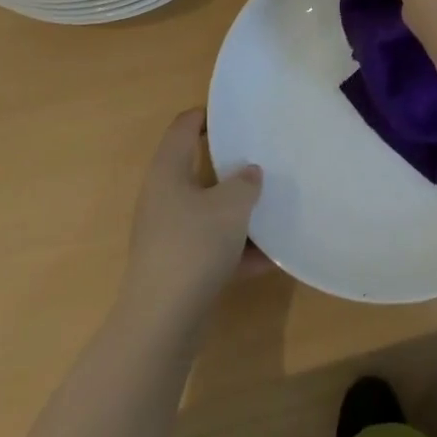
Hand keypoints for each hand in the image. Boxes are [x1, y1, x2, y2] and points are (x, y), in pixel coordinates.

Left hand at [120, 110, 265, 333]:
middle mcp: (163, 197)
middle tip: (264, 157)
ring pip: (208, 210)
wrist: (162, 322)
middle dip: (232, 166)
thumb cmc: (194, 246)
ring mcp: (168, 234)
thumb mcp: (232, 205)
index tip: (238, 115)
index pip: (184, 126)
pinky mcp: (177, 266)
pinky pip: (212, 246)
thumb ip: (245, 182)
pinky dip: (237, 249)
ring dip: (238, 211)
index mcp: (168, 171)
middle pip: (198, 169)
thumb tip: (249, 173)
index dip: (208, 115)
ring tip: (273, 207)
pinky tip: (269, 259)